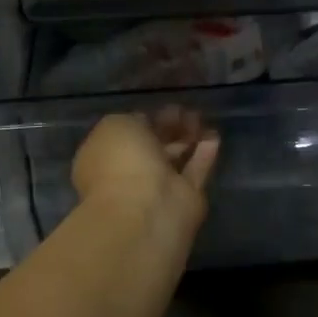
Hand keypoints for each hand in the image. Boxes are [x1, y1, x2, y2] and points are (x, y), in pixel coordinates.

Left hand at [72, 109, 219, 242]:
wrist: (146, 210)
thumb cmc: (122, 162)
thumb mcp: (117, 125)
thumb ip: (132, 120)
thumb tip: (148, 123)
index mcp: (103, 157)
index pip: (127, 134)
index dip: (147, 119)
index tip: (165, 107)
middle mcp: (128, 174)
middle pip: (152, 146)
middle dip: (169, 128)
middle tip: (187, 112)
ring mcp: (156, 190)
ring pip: (173, 159)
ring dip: (187, 139)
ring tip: (201, 119)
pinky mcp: (184, 199)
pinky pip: (195, 171)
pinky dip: (204, 155)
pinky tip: (214, 137)